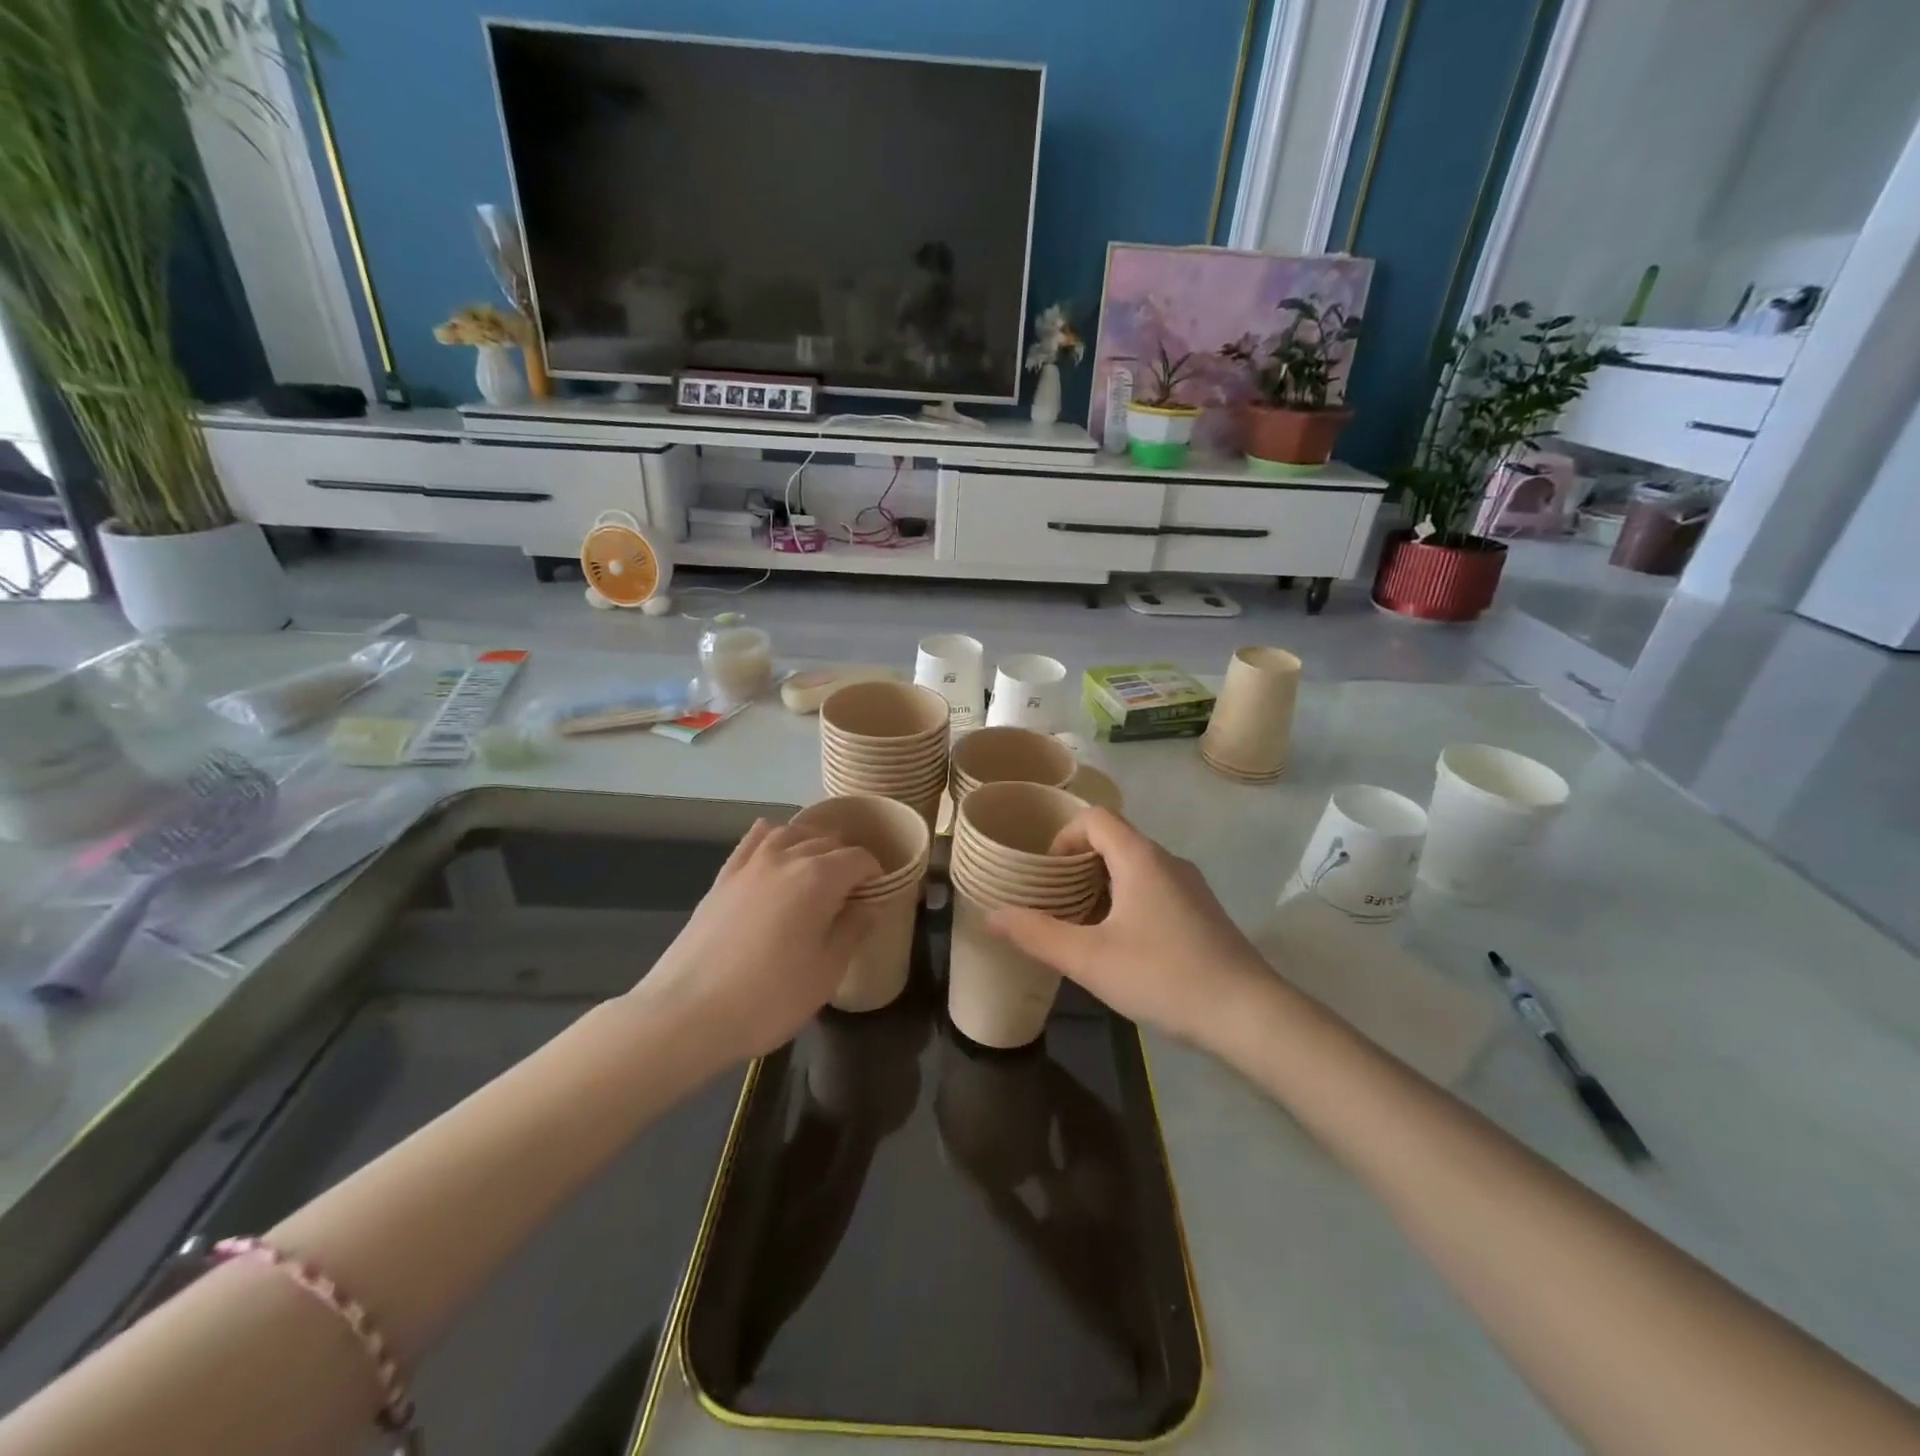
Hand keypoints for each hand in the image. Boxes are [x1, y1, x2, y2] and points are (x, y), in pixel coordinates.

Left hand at [633, 820, 880, 1063]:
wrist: (687, 1013)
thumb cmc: (769, 997)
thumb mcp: (827, 971)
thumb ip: (854, 929)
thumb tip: (872, 903)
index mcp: (819, 877)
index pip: (859, 858)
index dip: (875, 874)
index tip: (878, 897)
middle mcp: (786, 857)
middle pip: (827, 841)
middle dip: (847, 859)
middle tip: (853, 892)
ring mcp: (750, 864)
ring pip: (791, 832)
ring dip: (813, 843)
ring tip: (820, 870)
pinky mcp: (723, 877)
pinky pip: (754, 840)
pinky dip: (773, 837)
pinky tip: (777, 850)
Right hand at [986, 808, 1269, 1047]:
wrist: (1249, 1015)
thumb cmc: (1163, 977)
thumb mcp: (1089, 959)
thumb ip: (1036, 934)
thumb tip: (991, 915)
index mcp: (1141, 858)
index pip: (1095, 818)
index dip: (1063, 837)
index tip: (1047, 876)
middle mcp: (1168, 861)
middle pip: (1114, 840)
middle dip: (1077, 865)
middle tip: (1055, 902)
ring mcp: (1191, 886)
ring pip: (1135, 867)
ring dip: (1102, 886)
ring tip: (1082, 926)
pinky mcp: (1203, 912)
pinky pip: (1155, 888)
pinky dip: (1128, 901)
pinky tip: (1123, 946)